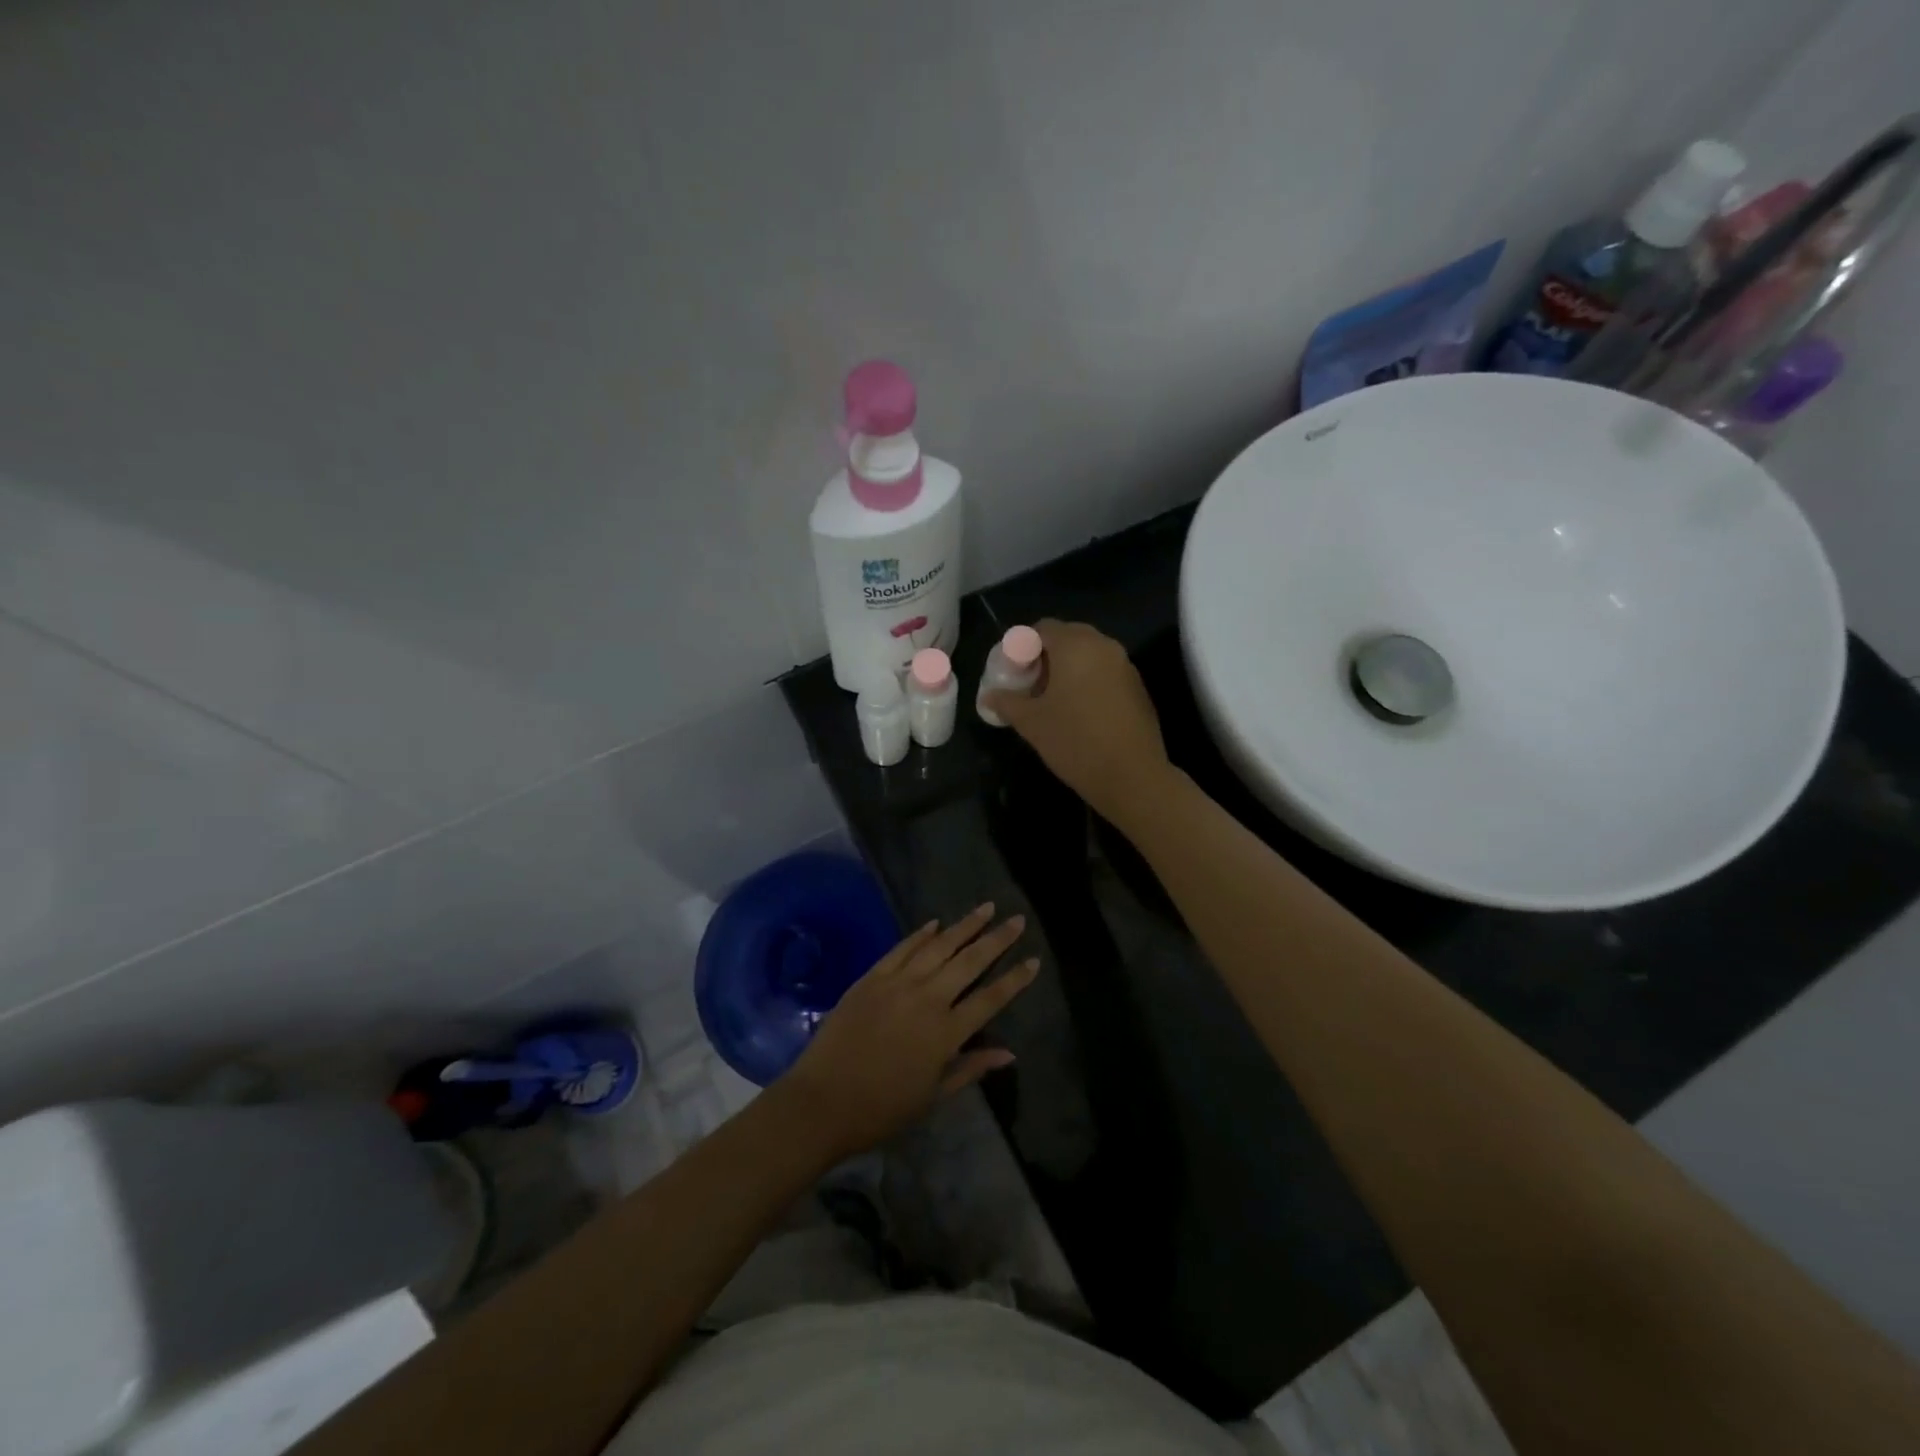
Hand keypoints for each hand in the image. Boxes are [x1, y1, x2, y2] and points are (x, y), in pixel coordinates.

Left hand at [778, 905, 1037, 1159]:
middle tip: (1017, 919)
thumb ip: (971, 1067)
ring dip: (964, 925)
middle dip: (996, 939)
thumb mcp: (933, 1096)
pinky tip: (936, 922)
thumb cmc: (882, 1108)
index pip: (991, 998)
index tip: (1033, 959)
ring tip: (985, 908)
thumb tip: (1009, 1053)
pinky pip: (902, 949)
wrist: (822, 1101)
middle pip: (969, 962)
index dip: (1015, 979)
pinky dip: (920, 934)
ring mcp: (898, 983)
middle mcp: (927, 999)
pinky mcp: (872, 977)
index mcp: (946, 1033)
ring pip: (938, 946)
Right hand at [982, 620, 1174, 823]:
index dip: (1021, 646)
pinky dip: (1087, 679)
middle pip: (1067, 636)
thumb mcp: (1032, 723)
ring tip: (1050, 698)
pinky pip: (1105, 671)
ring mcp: (1125, 665)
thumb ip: (1007, 702)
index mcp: (1075, 646)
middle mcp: (1103, 646)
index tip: (1010, 672)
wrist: (1132, 776)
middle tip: (1028, 683)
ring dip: (1067, 667)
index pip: (1042, 628)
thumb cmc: (1075, 741)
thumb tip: (988, 696)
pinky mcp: (1137, 687)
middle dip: (1044, 655)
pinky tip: (1077, 709)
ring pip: (1088, 653)